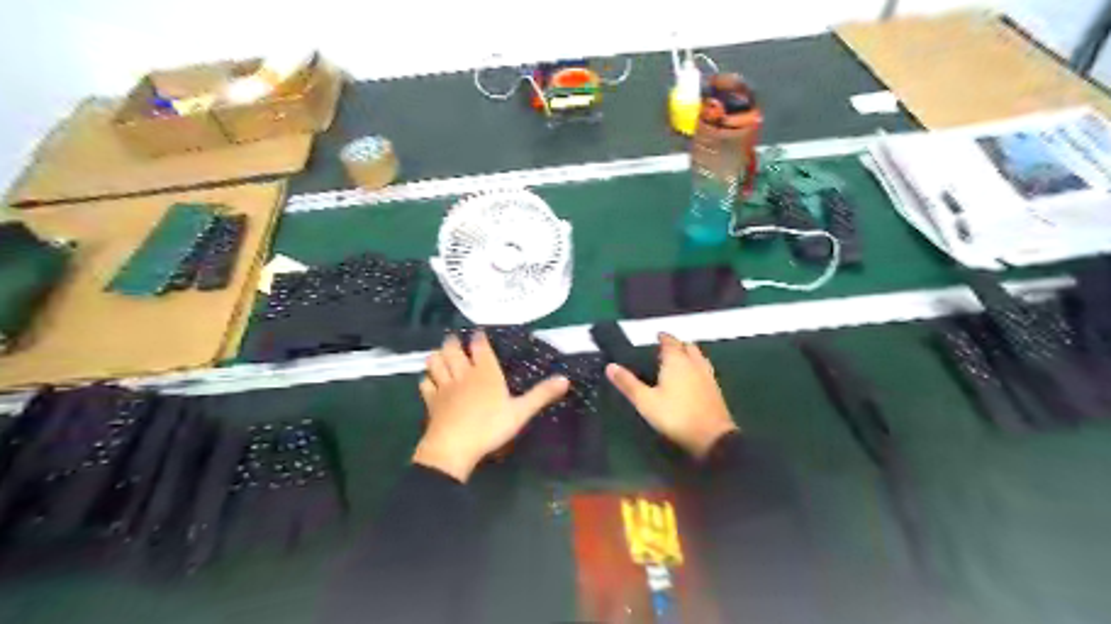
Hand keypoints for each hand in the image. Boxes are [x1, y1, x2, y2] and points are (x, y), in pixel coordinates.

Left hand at [414, 333, 570, 481]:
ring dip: (438, 356)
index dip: (478, 337)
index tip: (478, 333)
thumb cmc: (489, 427)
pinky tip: (432, 381)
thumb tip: (565, 378)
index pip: (479, 345)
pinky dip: (428, 379)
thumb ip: (542, 394)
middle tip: (456, 341)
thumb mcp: (521, 412)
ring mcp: (444, 386)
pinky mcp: (431, 400)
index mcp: (485, 372)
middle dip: (453, 342)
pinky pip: (425, 383)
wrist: (454, 447)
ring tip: (442, 356)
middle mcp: (463, 373)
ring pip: (435, 362)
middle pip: (453, 349)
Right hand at [607, 335, 734, 460]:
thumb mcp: (645, 401)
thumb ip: (628, 383)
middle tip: (666, 348)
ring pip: (699, 357)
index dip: (663, 337)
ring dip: (689, 354)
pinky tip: (693, 378)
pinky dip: (697, 367)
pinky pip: (705, 370)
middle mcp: (694, 363)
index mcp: (676, 361)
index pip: (670, 342)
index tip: (657, 336)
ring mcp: (707, 376)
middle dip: (677, 344)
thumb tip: (610, 366)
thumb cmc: (675, 415)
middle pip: (687, 346)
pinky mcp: (715, 389)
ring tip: (680, 359)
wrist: (711, 437)